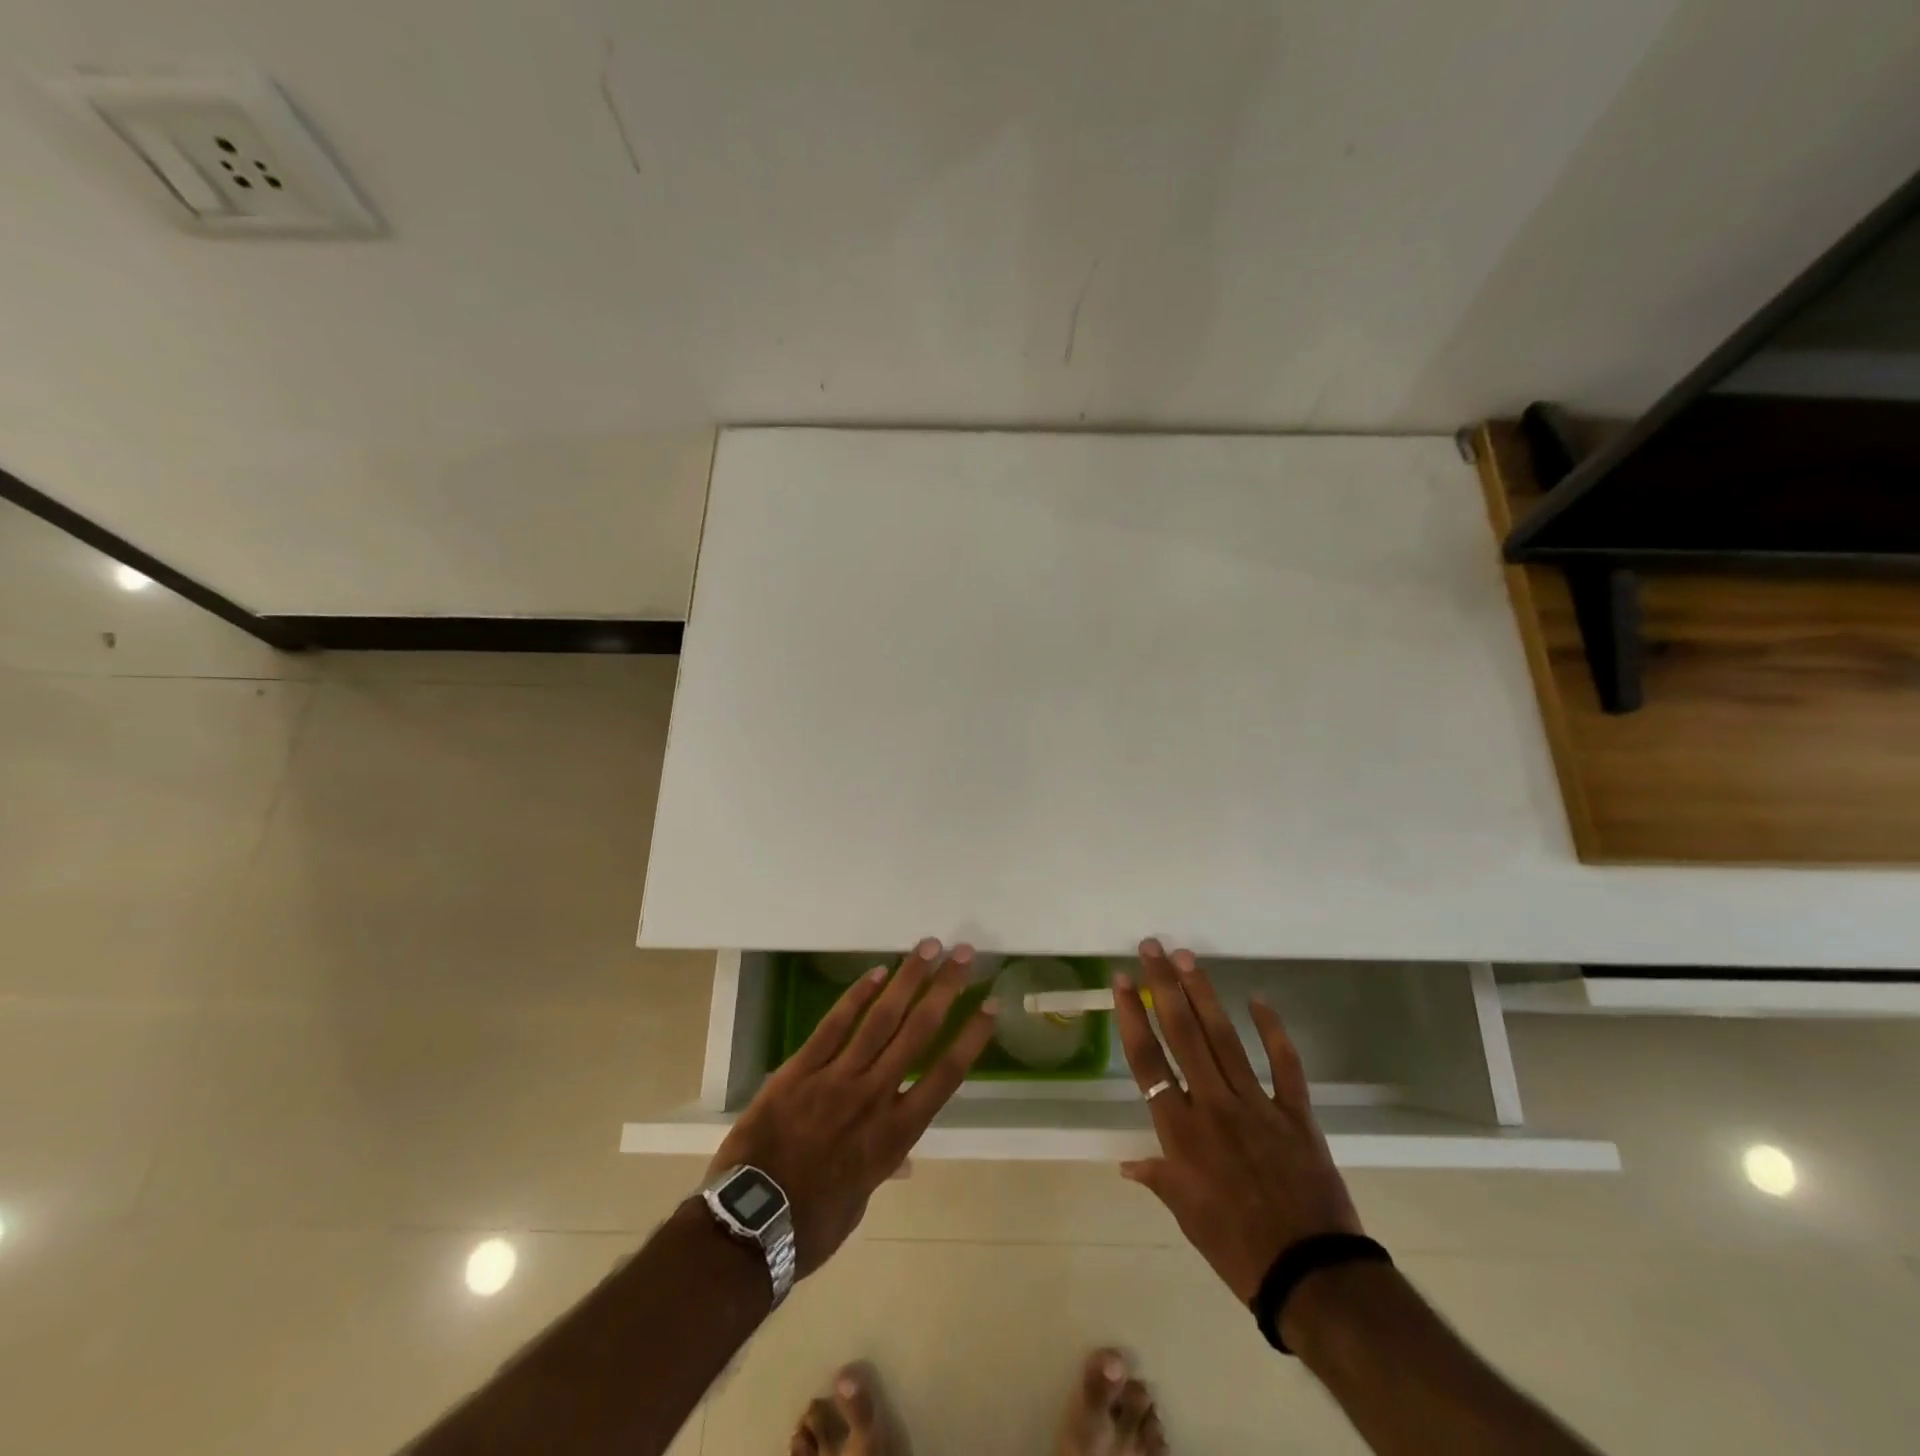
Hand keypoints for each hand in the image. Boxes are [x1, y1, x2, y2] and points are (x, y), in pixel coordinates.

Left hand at [707, 938, 994, 1276]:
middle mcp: (875, 1096)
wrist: (749, 1226)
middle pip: (918, 1032)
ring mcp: (837, 1078)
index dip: (971, 1037)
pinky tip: (876, 971)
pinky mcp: (800, 1069)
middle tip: (963, 953)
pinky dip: (856, 996)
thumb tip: (902, 1160)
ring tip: (927, 948)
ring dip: (908, 979)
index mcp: (896, 1135)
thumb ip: (882, 1169)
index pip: (946, 1074)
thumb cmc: (812, 1224)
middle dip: (945, 989)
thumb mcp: (860, 1202)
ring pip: (880, 1019)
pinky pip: (833, 1025)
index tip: (990, 1005)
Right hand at [1113, 939, 1362, 1303]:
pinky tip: (1259, 999)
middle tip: (1152, 947)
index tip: (1122, 981)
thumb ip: (1158, 1178)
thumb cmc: (1237, 1249)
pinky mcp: (1295, 1113)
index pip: (1147, 1061)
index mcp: (1181, 1131)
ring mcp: (1256, 1105)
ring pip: (1224, 1038)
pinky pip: (1284, 1064)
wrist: (1311, 1275)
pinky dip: (1273, 1031)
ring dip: (1204, 995)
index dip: (1132, 1017)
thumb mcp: (1186, 1216)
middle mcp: (1212, 1105)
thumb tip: (1126, 1164)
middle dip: (1164, 986)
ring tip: (1187, 958)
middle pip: (1182, 1035)